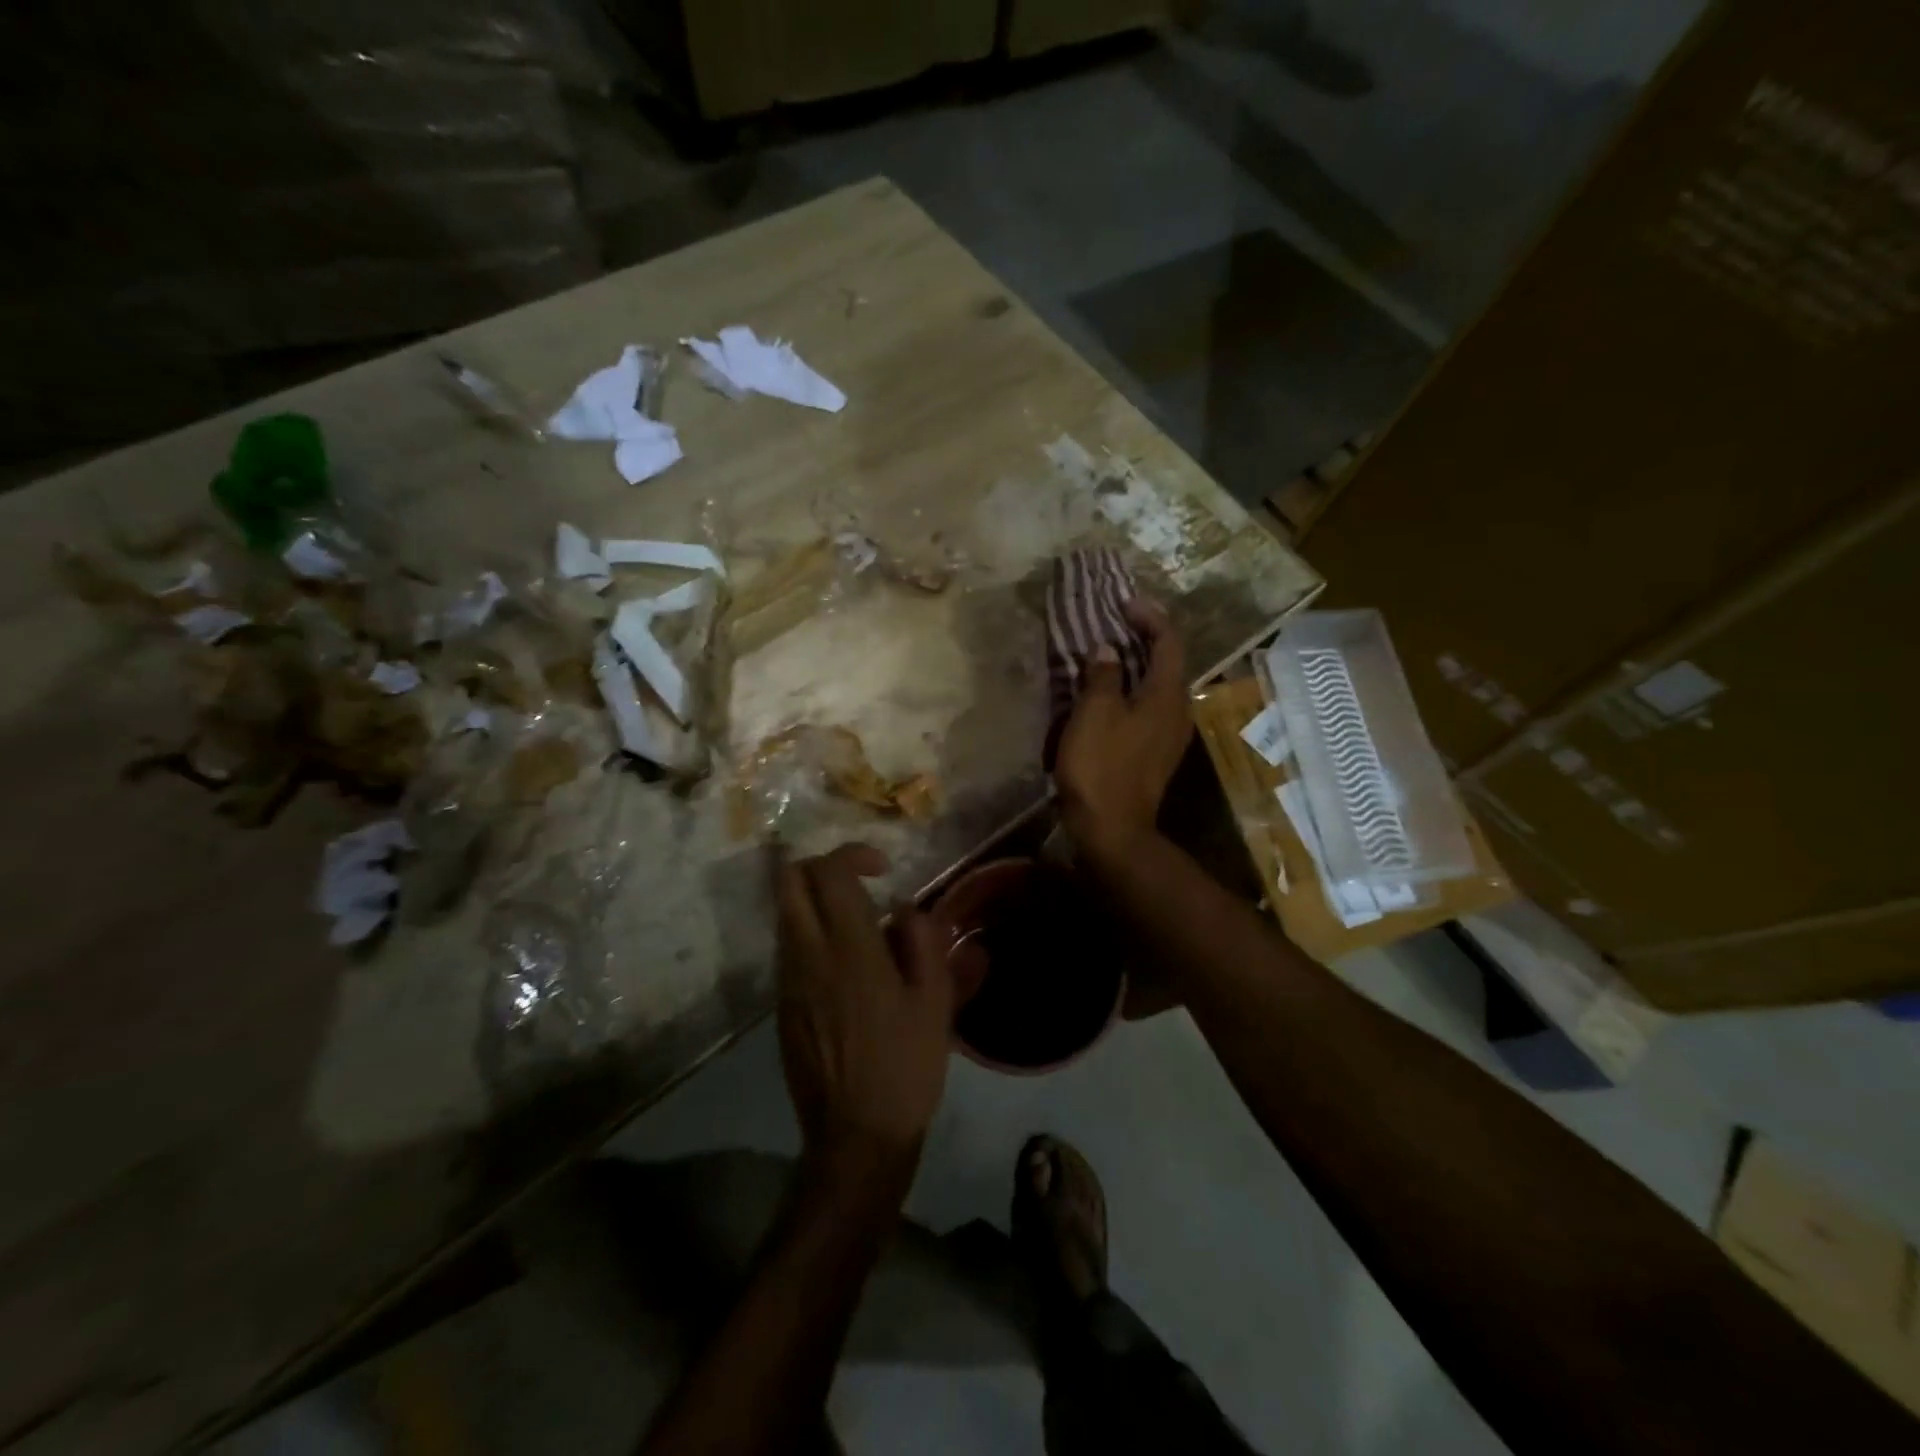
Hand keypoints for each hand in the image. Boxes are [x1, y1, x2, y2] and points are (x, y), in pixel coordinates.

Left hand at [774, 844, 953, 1170]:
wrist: (855, 1136)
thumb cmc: (905, 1066)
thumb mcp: (935, 1001)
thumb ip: (923, 941)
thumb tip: (904, 908)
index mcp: (849, 948)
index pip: (829, 871)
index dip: (853, 854)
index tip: (882, 869)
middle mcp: (808, 954)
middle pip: (789, 880)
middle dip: (819, 867)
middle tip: (856, 883)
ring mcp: (787, 980)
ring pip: (785, 914)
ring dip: (815, 903)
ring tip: (858, 929)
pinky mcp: (781, 1006)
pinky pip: (788, 948)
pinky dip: (810, 936)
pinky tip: (846, 969)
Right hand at [1054, 597, 1190, 855]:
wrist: (1112, 829)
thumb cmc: (1102, 766)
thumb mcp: (1095, 713)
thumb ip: (1102, 675)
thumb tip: (1106, 650)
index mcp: (1168, 695)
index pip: (1169, 641)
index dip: (1150, 616)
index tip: (1123, 602)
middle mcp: (1177, 711)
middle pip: (1166, 662)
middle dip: (1142, 638)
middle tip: (1112, 622)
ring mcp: (1168, 735)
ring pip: (1155, 686)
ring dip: (1133, 665)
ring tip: (1104, 653)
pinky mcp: (1154, 753)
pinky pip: (1145, 708)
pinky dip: (1128, 691)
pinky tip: (1103, 694)